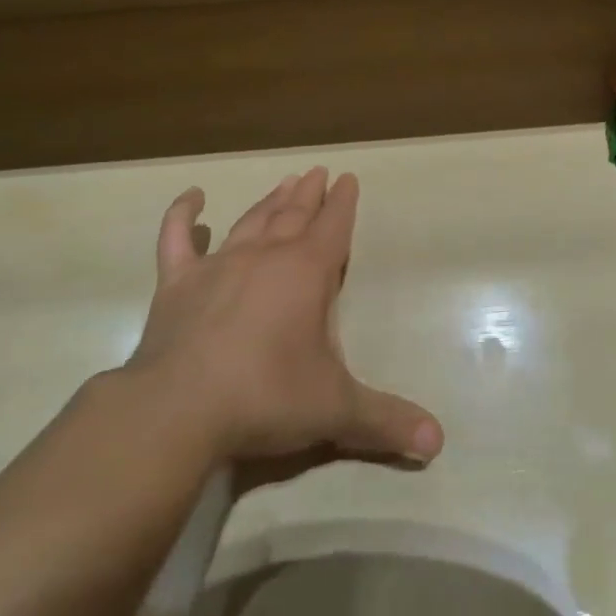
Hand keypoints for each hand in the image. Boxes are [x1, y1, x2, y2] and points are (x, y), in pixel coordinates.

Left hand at [125, 168, 443, 468]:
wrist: (179, 409)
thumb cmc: (266, 397)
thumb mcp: (335, 410)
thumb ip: (386, 420)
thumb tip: (438, 443)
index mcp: (306, 273)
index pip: (333, 226)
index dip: (343, 202)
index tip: (348, 178)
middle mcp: (264, 256)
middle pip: (293, 215)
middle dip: (309, 194)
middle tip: (318, 172)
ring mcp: (217, 265)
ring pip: (250, 221)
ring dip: (269, 201)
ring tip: (284, 182)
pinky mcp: (177, 283)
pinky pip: (177, 238)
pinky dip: (183, 214)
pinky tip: (191, 197)